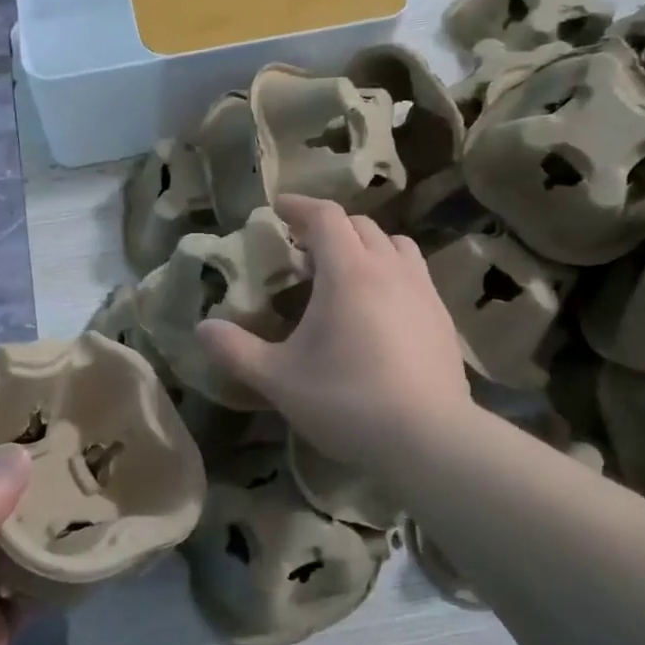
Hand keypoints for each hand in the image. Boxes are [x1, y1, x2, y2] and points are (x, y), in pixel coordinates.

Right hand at [197, 195, 468, 473]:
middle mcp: (389, 269)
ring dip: (366, 246)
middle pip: (361, 226)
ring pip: (396, 246)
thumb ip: (236, 350)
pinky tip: (380, 310)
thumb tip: (202, 328)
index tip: (279, 208)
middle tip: (304, 251)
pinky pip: (415, 275)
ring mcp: (423, 291)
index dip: (299, 206)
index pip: (325, 217)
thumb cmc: (346, 401)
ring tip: (346, 273)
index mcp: (348, 272)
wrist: (428, 438)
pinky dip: (392, 273)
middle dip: (329, 228)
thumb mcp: (278, 379)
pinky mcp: (443, 318)